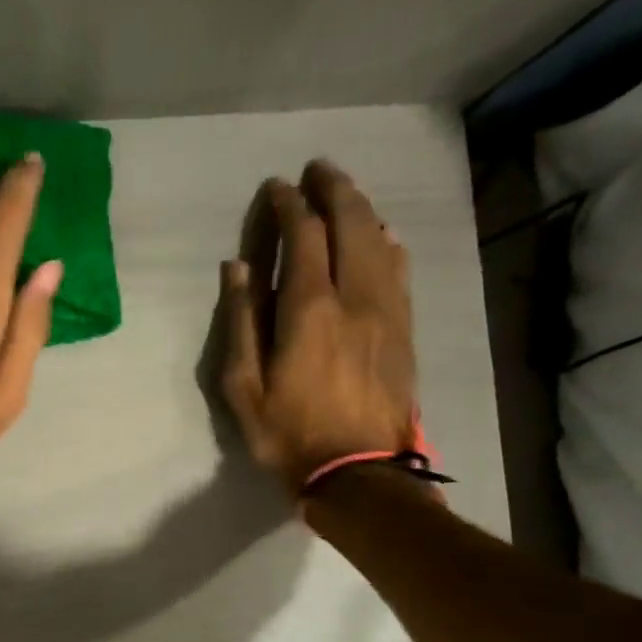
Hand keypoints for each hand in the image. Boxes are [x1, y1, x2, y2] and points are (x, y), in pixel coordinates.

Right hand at [218, 161, 418, 497]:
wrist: (359, 473)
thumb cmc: (289, 434)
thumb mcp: (244, 387)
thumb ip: (241, 322)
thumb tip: (237, 268)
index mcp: (309, 309)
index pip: (302, 236)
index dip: (288, 205)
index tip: (276, 187)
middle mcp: (355, 297)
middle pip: (350, 224)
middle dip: (332, 190)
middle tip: (317, 169)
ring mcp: (387, 312)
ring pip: (380, 242)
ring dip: (362, 209)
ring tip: (345, 193)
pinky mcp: (404, 330)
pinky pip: (400, 271)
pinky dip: (387, 244)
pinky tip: (382, 237)